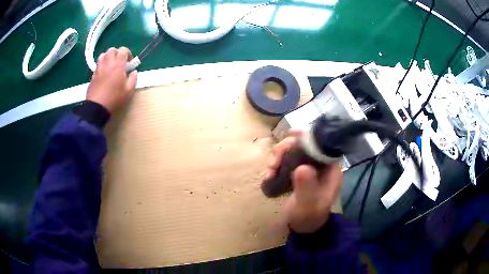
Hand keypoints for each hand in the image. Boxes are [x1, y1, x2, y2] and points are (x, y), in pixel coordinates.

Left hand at [86, 47, 137, 112]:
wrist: (97, 107)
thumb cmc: (114, 98)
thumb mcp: (128, 91)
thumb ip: (133, 79)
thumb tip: (134, 72)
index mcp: (118, 65)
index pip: (123, 50)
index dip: (128, 53)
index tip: (129, 62)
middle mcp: (108, 63)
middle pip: (112, 50)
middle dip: (117, 53)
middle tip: (119, 62)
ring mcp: (99, 68)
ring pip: (103, 55)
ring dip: (108, 57)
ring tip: (110, 65)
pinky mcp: (93, 75)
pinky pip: (97, 65)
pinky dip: (101, 65)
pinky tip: (104, 73)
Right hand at [267, 133, 342, 233]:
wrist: (303, 227)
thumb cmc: (309, 217)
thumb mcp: (308, 205)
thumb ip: (307, 188)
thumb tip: (302, 167)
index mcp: (330, 169)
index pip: (322, 145)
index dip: (307, 136)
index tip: (291, 134)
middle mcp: (321, 165)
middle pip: (304, 145)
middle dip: (287, 149)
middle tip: (274, 162)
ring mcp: (309, 168)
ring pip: (294, 152)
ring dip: (279, 157)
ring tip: (270, 171)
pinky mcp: (299, 173)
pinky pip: (287, 161)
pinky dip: (277, 164)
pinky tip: (269, 175)